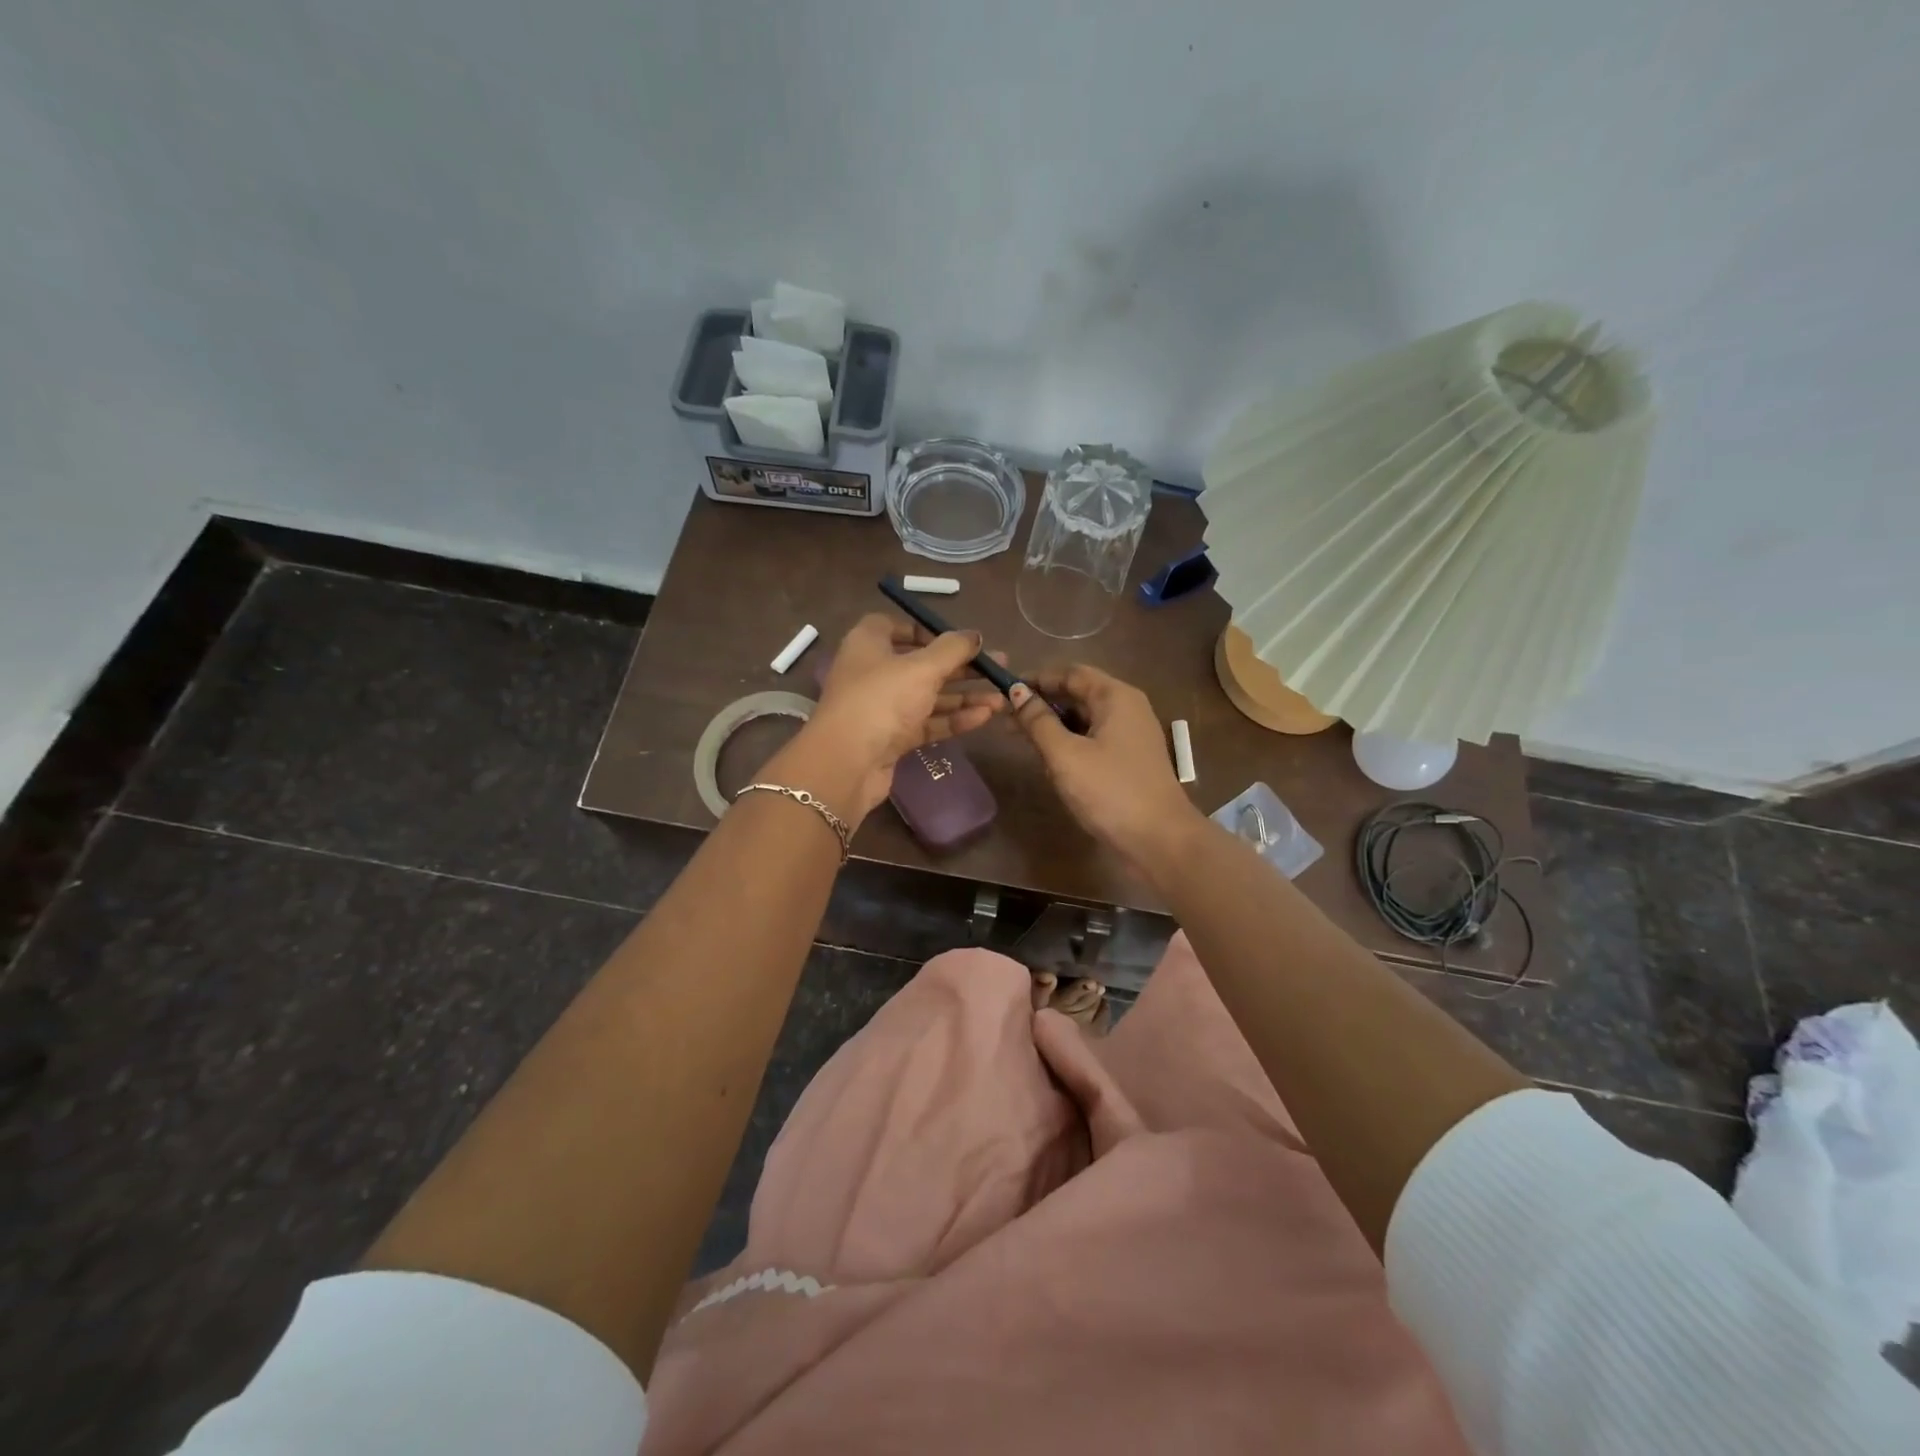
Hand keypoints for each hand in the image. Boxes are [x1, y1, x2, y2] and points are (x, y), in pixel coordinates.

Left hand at [771, 613, 1006, 822]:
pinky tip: (985, 716)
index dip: (926, 630)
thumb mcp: (922, 668)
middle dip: (960, 666)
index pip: (895, 626)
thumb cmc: (881, 700)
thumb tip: (976, 635)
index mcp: (868, 644)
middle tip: (998, 666)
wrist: (848, 763)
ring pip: (928, 696)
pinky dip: (954, 718)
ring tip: (1001, 697)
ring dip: (964, 695)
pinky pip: (927, 722)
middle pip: (921, 663)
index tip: (957, 639)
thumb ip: (953, 649)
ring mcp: (882, 708)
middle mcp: (873, 672)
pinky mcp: (892, 738)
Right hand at [1008, 666, 1202, 878]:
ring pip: (1084, 718)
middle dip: (1041, 702)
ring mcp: (1130, 734)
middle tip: (1005, 717)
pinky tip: (1047, 757)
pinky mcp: (1129, 759)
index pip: (1070, 673)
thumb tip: (1016, 692)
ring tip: (1018, 737)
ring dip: (1052, 724)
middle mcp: (1127, 707)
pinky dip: (1069, 741)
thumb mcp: (1065, 754)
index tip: (1004, 690)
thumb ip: (1038, 721)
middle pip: (1078, 693)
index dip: (1036, 678)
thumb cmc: (1110, 791)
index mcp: (1115, 696)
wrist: (1160, 839)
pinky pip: (1093, 738)